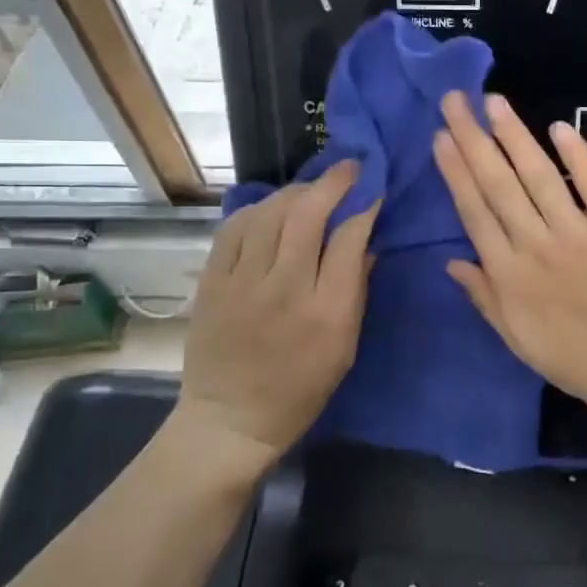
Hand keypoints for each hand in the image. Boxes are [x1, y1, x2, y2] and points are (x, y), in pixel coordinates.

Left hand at [180, 161, 377, 461]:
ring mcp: (242, 283)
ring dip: (296, 191)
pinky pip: (234, 228)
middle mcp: (284, 289)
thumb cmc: (300, 389)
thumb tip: (367, 241)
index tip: (374, 190)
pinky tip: (270, 208)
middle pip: (307, 214)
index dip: (365, 206)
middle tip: (348, 168)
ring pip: (270, 213)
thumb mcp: (345, 348)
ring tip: (311, 188)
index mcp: (326, 312)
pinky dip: (257, 210)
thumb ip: (357, 290)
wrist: (231, 418)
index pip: (348, 238)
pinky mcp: (212, 282)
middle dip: (333, 182)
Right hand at [432, 91, 586, 422]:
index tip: (441, 137)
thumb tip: (450, 262)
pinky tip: (558, 127)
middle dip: (473, 139)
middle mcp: (537, 245)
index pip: (475, 211)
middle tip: (455, 100)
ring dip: (514, 136)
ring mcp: (580, 233)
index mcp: (509, 274)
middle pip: (499, 184)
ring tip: (494, 102)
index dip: (455, 172)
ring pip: (539, 176)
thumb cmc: (573, 361)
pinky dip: (577, 155)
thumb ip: (483, 297)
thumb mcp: (516, 338)